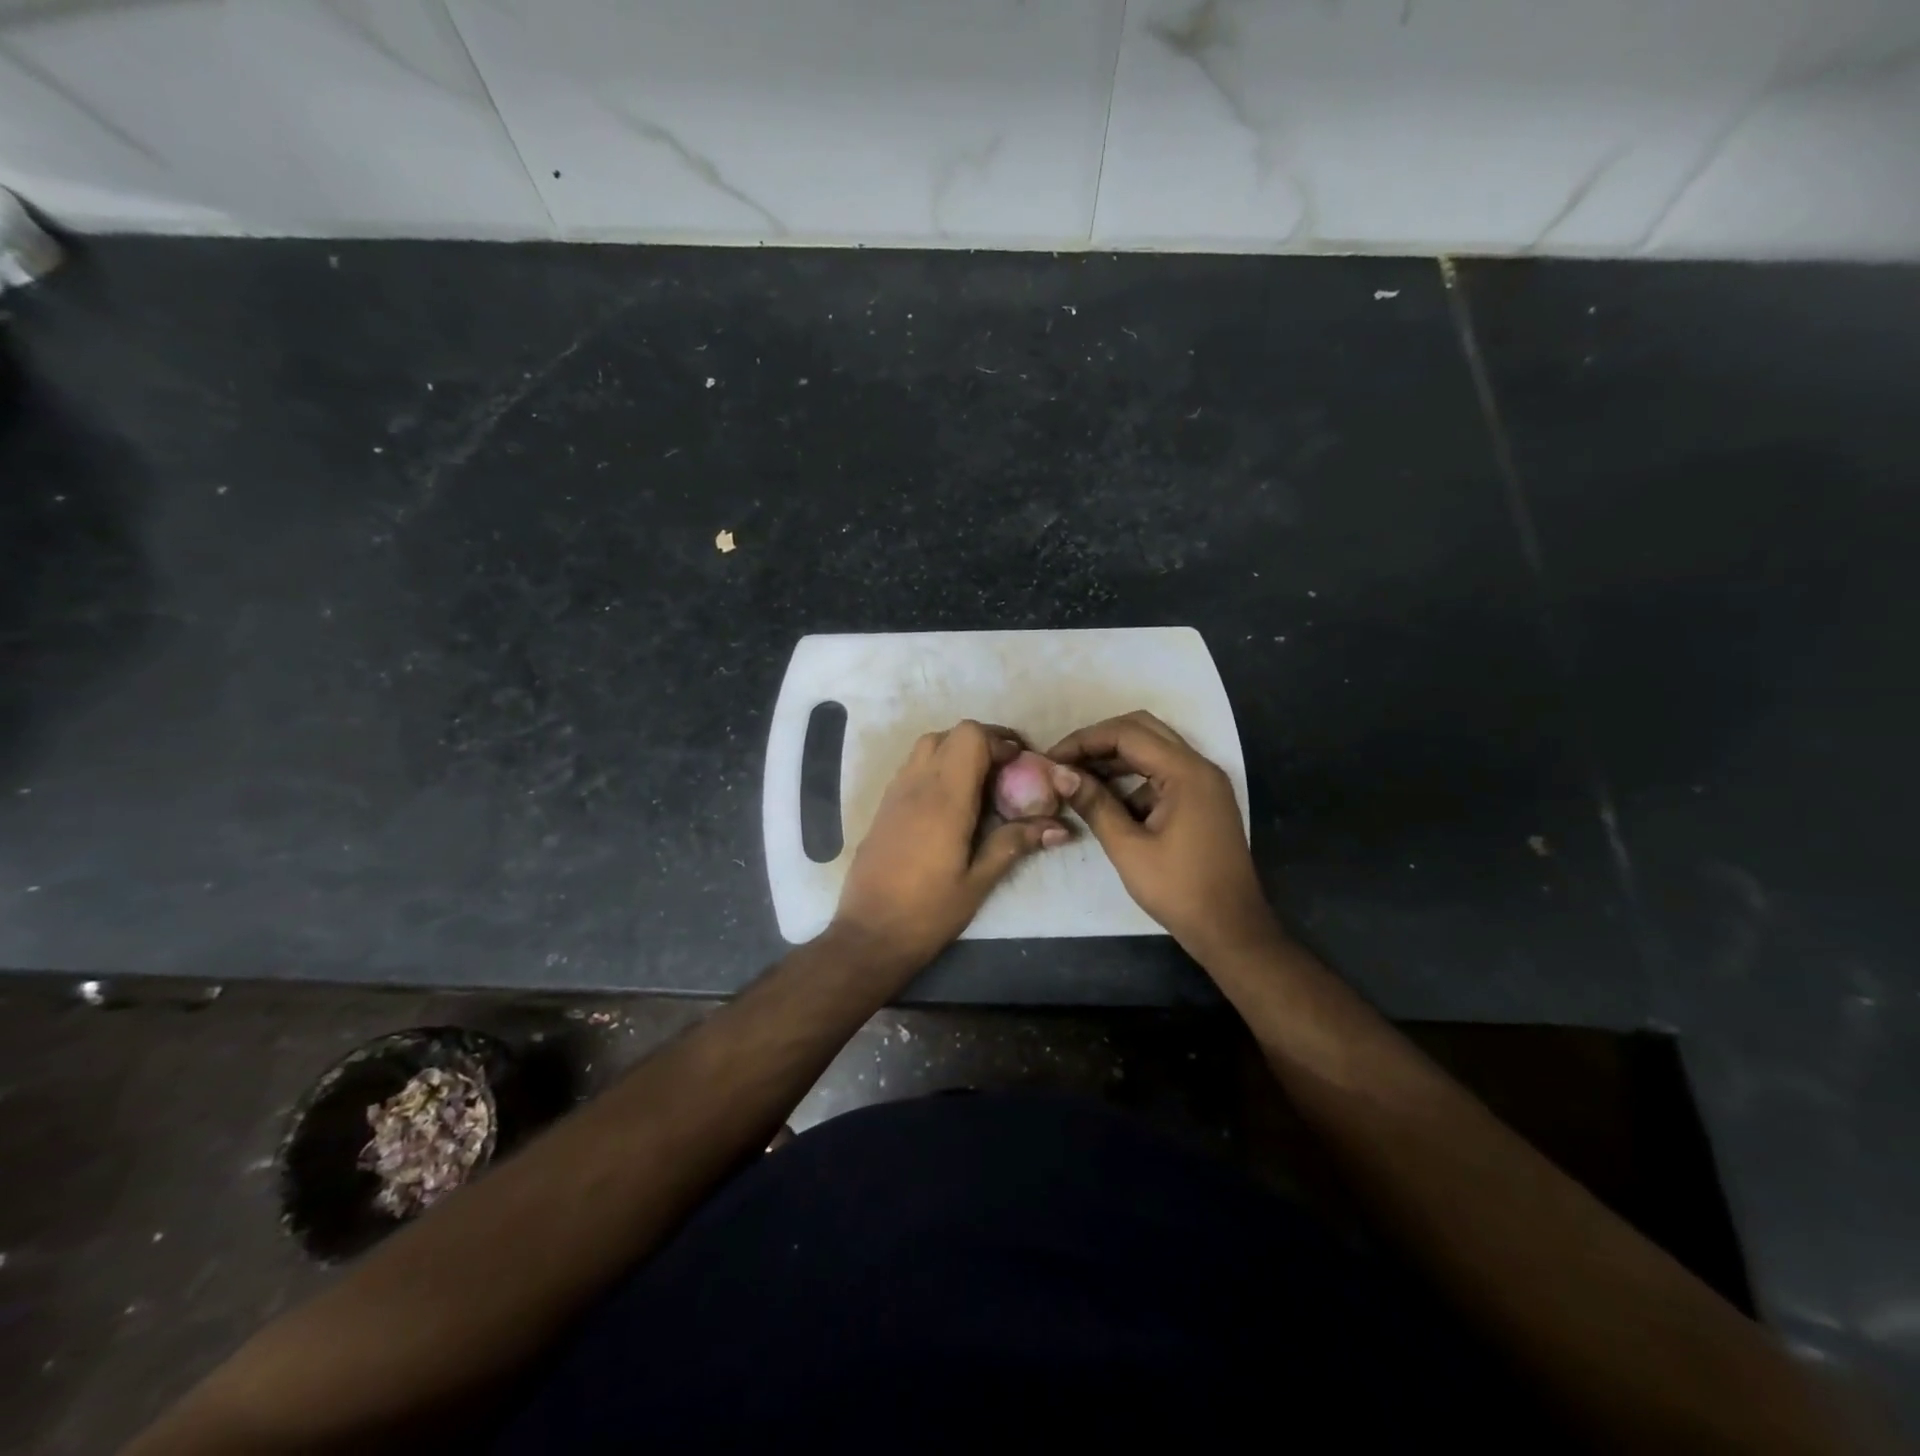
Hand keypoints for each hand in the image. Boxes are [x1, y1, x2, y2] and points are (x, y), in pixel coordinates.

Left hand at [831, 720, 1069, 975]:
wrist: (869, 933)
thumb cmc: (929, 911)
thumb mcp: (979, 881)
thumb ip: (1015, 843)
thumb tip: (1060, 827)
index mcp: (945, 798)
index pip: (971, 737)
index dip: (1000, 742)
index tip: (1021, 766)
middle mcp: (917, 784)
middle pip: (950, 734)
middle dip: (982, 742)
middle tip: (1005, 771)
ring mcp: (895, 792)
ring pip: (928, 745)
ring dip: (957, 751)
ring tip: (980, 783)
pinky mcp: (883, 806)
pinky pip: (912, 766)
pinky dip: (936, 766)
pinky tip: (950, 801)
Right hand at [1047, 711, 1279, 961]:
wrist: (1231, 929)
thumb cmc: (1179, 890)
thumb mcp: (1128, 848)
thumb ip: (1095, 804)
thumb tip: (1059, 773)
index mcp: (1186, 772)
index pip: (1127, 733)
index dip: (1085, 740)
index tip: (1052, 759)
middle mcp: (1199, 767)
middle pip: (1142, 730)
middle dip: (1099, 742)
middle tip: (1064, 762)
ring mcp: (1203, 783)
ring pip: (1153, 750)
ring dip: (1114, 758)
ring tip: (1077, 779)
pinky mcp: (1202, 800)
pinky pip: (1162, 773)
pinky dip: (1132, 778)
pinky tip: (1106, 800)